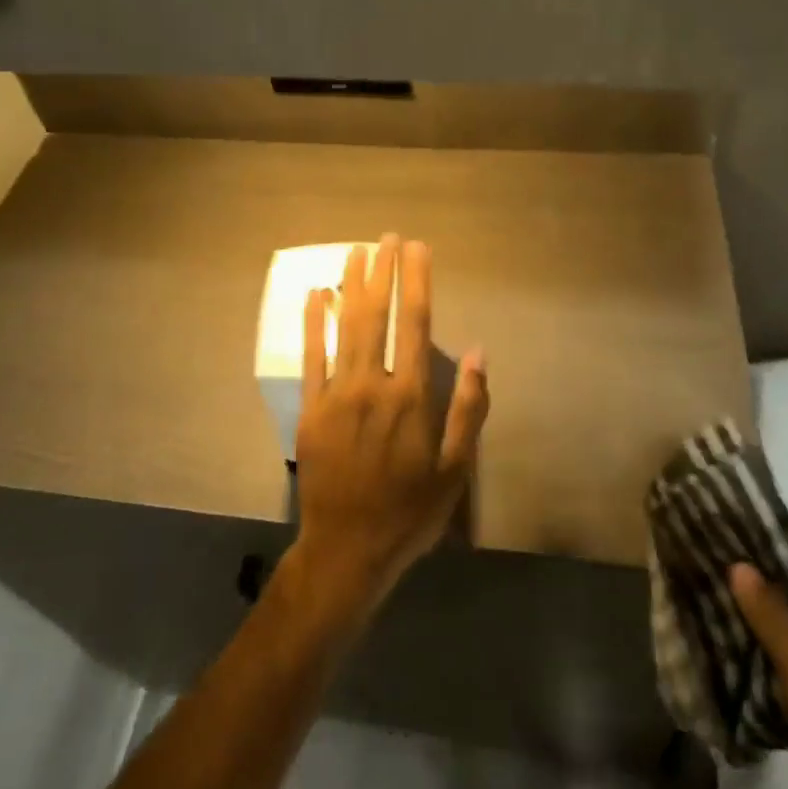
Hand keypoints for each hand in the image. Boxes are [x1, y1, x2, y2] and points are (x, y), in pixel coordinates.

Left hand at [290, 234, 488, 623]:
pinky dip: (313, 322)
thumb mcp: (456, 470)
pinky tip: (314, 295)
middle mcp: (373, 384)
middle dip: (384, 272)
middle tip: (387, 237)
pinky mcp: (310, 408)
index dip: (417, 281)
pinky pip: (311, 356)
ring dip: (350, 285)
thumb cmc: (410, 511)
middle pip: (377, 314)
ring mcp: (337, 394)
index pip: (414, 323)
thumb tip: (477, 352)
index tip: (418, 248)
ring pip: (344, 327)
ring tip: (356, 251)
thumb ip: (468, 409)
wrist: (348, 550)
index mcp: (411, 396)